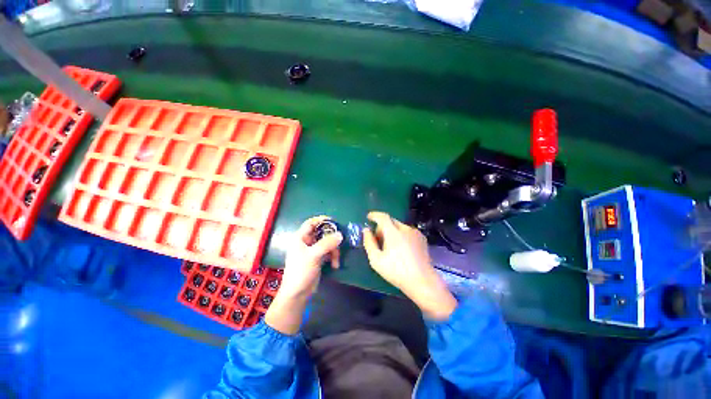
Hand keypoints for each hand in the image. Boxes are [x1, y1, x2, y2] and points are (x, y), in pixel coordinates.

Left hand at [280, 216, 342, 299]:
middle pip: (322, 233)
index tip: (334, 221)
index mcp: (300, 238)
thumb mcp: (313, 255)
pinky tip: (335, 265)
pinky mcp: (318, 258)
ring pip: (327, 243)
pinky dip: (333, 257)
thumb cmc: (301, 271)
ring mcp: (313, 250)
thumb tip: (340, 234)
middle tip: (340, 241)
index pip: (311, 223)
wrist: (297, 294)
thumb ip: (327, 243)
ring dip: (334, 250)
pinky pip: (328, 252)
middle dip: (331, 238)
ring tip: (336, 260)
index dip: (321, 220)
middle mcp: (306, 242)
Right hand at [363, 211, 456, 319]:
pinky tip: (402, 249)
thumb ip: (369, 243)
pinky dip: (401, 235)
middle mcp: (405, 229)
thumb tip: (366, 230)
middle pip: (390, 221)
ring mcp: (415, 233)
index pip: (382, 217)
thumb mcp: (376, 260)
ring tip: (390, 246)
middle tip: (378, 239)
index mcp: (393, 232)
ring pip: (399, 226)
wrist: (422, 281)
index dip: (374, 215)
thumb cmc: (396, 271)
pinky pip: (407, 232)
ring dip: (392, 231)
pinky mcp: (422, 238)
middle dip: (382, 227)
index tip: (368, 217)